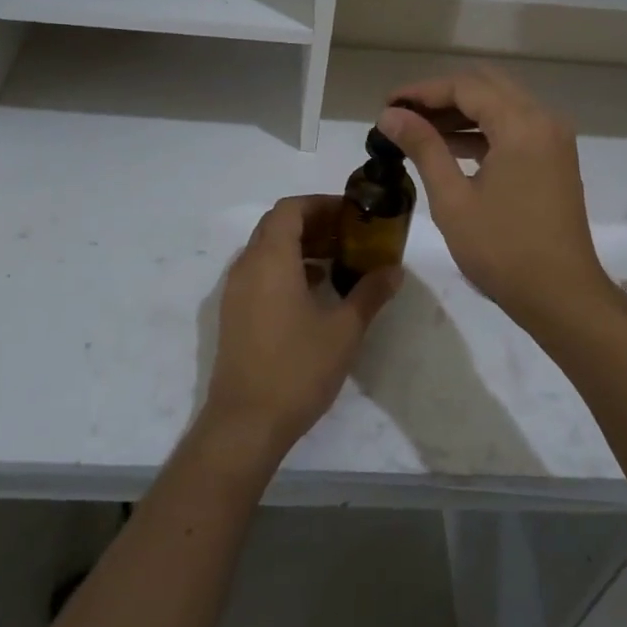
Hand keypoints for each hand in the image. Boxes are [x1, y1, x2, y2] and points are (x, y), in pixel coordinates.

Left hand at [202, 195, 401, 462]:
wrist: (246, 422)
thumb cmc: (297, 368)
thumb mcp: (344, 330)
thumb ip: (369, 293)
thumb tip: (394, 270)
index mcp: (271, 259)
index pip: (290, 209)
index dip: (320, 204)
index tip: (350, 214)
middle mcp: (247, 266)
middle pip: (276, 225)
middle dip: (312, 223)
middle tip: (348, 236)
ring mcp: (235, 291)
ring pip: (266, 249)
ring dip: (299, 246)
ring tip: (336, 262)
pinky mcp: (233, 313)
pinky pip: (259, 273)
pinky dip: (285, 268)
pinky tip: (313, 291)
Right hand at [377, 68, 610, 332]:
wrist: (561, 296)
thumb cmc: (502, 249)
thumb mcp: (453, 199)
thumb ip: (423, 148)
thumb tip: (390, 115)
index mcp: (521, 125)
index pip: (465, 87)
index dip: (422, 91)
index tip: (387, 105)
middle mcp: (543, 120)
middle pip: (486, 86)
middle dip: (441, 95)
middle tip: (403, 114)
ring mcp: (553, 139)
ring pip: (501, 104)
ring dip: (461, 112)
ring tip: (418, 130)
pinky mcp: (554, 158)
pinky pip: (514, 127)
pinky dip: (482, 129)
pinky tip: (449, 147)